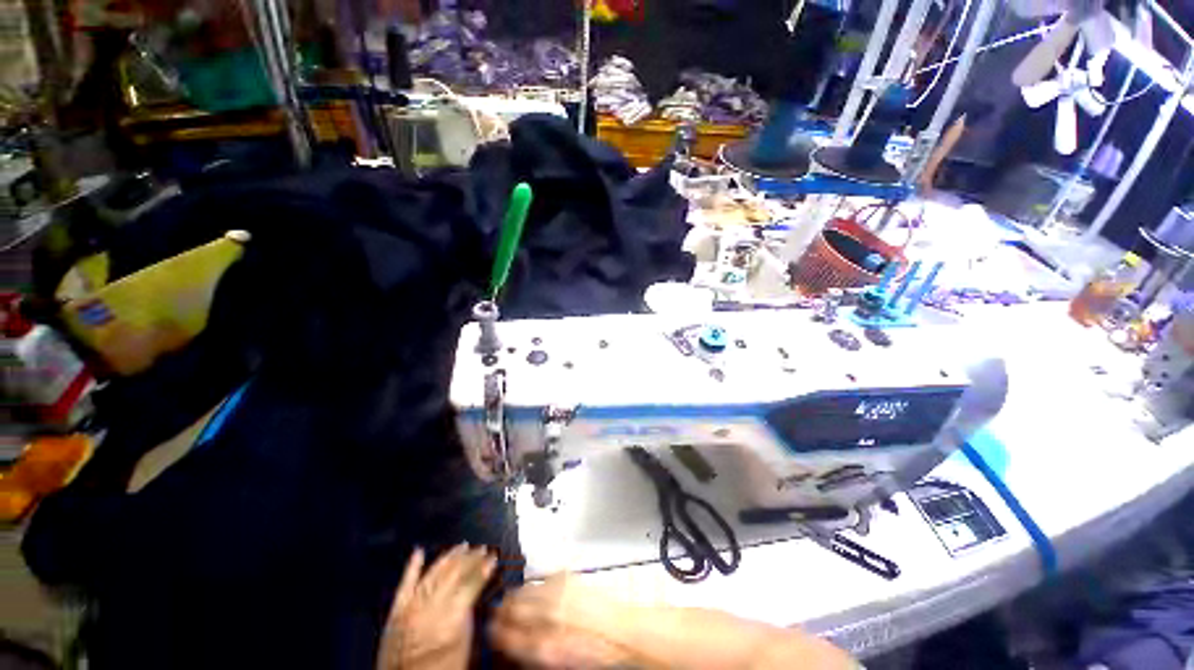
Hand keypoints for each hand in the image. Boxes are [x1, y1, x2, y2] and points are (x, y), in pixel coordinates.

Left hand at [376, 544, 496, 669]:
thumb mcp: (463, 647)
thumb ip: (467, 616)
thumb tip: (474, 592)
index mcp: (450, 618)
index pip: (471, 584)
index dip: (484, 569)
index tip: (494, 557)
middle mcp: (430, 607)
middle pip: (453, 574)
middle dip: (470, 559)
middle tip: (482, 547)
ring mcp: (410, 607)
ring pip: (433, 574)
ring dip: (448, 558)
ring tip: (463, 546)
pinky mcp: (395, 611)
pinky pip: (405, 585)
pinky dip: (412, 568)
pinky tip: (418, 551)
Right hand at [489, 573, 635, 667]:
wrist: (619, 631)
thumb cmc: (589, 652)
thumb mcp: (554, 660)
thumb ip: (528, 649)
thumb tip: (508, 639)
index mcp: (542, 647)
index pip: (504, 636)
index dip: (494, 631)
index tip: (491, 629)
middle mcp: (546, 617)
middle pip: (510, 607)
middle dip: (501, 611)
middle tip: (498, 614)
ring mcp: (556, 593)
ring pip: (523, 590)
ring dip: (515, 597)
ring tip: (514, 603)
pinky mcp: (566, 577)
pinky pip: (541, 581)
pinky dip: (535, 588)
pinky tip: (538, 595)